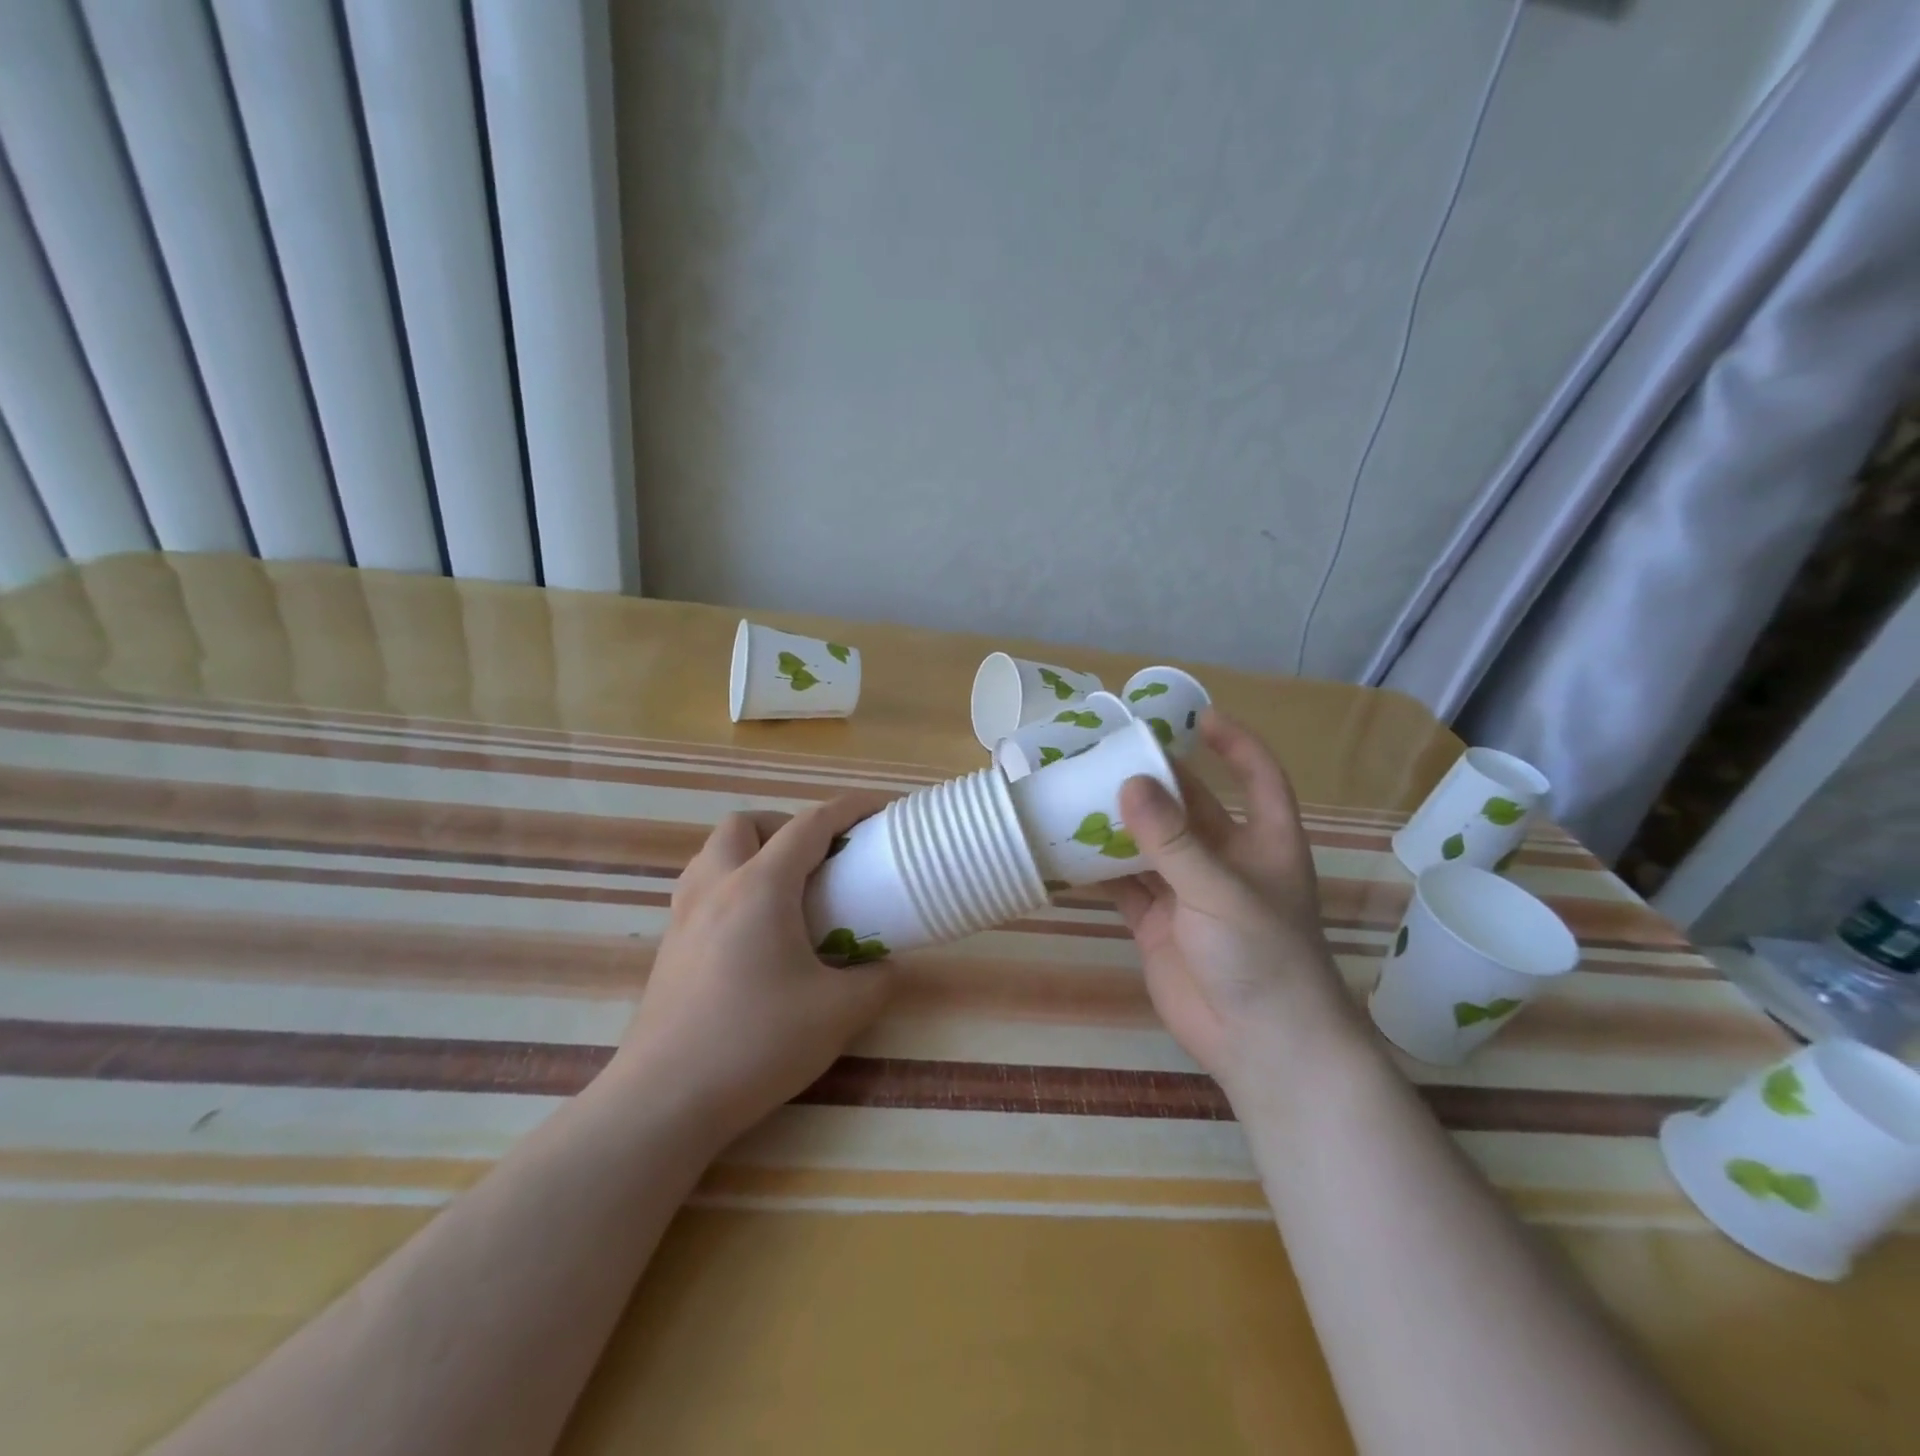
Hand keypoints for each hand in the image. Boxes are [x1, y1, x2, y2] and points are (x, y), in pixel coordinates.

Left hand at [612, 796, 894, 1142]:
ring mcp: (683, 917)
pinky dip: (732, 886)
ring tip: (785, 891)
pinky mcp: (668, 948)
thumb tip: (883, 967)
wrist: (664, 1101)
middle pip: (745, 824)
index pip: (808, 826)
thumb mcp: (838, 1013)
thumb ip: (874, 981)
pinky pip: (701, 889)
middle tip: (818, 859)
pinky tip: (753, 933)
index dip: (847, 809)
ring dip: (752, 852)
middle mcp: (715, 887)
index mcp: (760, 887)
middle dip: (786, 825)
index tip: (878, 808)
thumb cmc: (756, 1043)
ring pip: (714, 853)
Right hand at [1110, 710, 1356, 1090]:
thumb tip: (1129, 783)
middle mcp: (1225, 860)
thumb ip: (1172, 840)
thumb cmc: (1262, 957)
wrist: (1262, 1047)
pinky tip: (1066, 849)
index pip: (1257, 777)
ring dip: (1117, 823)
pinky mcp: (1158, 924)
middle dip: (1153, 780)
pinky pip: (1124, 886)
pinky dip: (1098, 870)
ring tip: (1075, 790)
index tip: (1197, 716)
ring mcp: (1188, 893)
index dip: (1235, 745)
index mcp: (1264, 842)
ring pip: (1148, 845)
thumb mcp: (1220, 890)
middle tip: (1106, 750)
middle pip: (1188, 806)